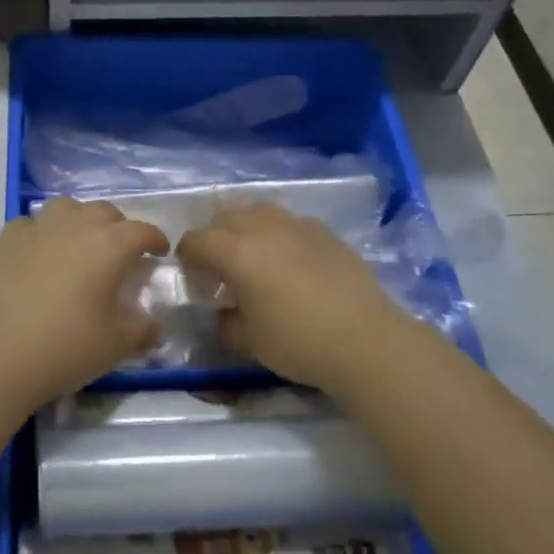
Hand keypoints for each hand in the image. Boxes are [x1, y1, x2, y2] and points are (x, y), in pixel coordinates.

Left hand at [0, 197, 167, 412]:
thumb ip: (142, 331)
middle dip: (119, 227)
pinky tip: (41, 253)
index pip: (142, 230)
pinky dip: (43, 232)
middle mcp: (76, 225)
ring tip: (80, 244)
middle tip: (120, 253)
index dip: (155, 239)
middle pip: (105, 212)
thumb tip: (155, 327)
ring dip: (80, 220)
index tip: (160, 252)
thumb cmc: (65, 347)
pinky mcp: (7, 238)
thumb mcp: (116, 346)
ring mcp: (38, 227)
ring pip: (67, 207)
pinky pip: (33, 223)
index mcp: (110, 245)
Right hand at [177, 202, 432, 393]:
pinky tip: (290, 263)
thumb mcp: (248, 342)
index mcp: (236, 251)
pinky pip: (289, 223)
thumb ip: (225, 323)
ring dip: (246, 229)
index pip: (196, 239)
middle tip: (219, 268)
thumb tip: (224, 313)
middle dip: (214, 237)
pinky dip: (278, 235)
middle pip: (225, 217)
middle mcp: (262, 227)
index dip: (187, 256)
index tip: (192, 277)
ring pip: (259, 212)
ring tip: (254, 258)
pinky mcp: (325, 232)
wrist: (366, 340)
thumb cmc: (298, 341)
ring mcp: (297, 225)